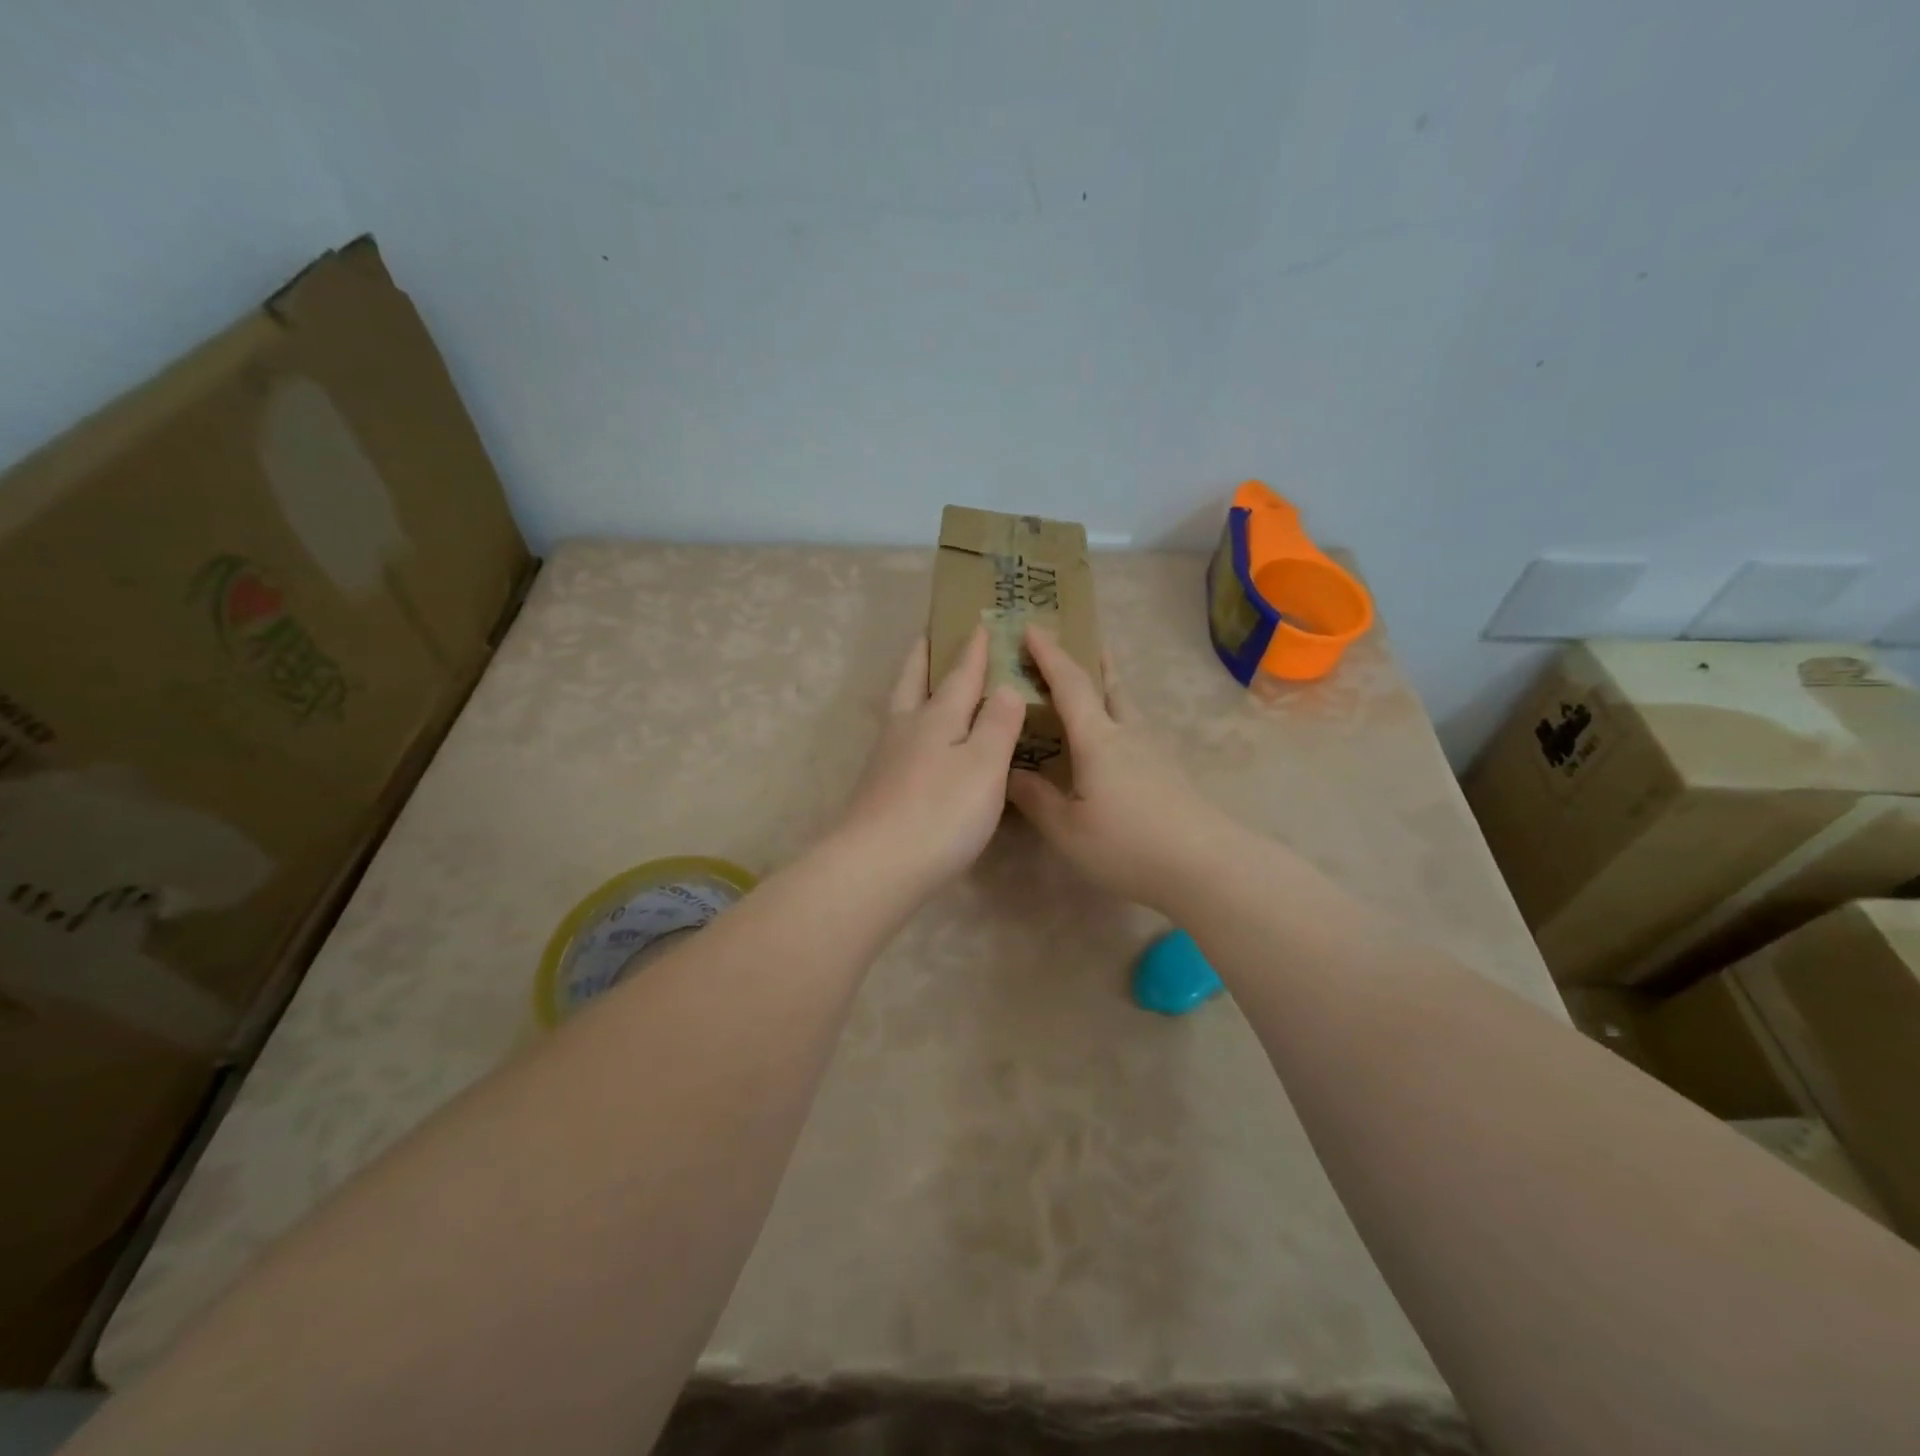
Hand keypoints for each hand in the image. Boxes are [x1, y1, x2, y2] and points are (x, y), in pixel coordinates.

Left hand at [836, 626, 1026, 889]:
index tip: (980, 623)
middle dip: (925, 656)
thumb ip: (997, 724)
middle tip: (928, 634)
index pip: (961, 675)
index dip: (974, 650)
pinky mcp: (878, 787)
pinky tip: (915, 742)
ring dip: (912, 686)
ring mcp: (887, 758)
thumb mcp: (984, 766)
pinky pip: (898, 738)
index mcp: (937, 717)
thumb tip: (1006, 686)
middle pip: (914, 681)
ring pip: (901, 709)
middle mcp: (907, 729)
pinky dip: (909, 723)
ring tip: (921, 680)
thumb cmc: (941, 813)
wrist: (876, 866)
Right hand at [1006, 626, 1242, 911]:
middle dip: (1090, 660)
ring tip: (1096, 686)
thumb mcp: (1068, 830)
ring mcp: (1155, 751)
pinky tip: (1117, 743)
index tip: (1032, 627)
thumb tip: (1010, 772)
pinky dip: (1119, 719)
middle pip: (1109, 684)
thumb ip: (1037, 799)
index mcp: (1098, 739)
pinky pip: (1137, 730)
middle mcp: (1128, 734)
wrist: (1205, 866)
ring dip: (1109, 687)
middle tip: (1078, 641)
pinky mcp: (1170, 772)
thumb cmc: (1127, 845)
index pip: (1069, 684)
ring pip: (1128, 706)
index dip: (1049, 654)